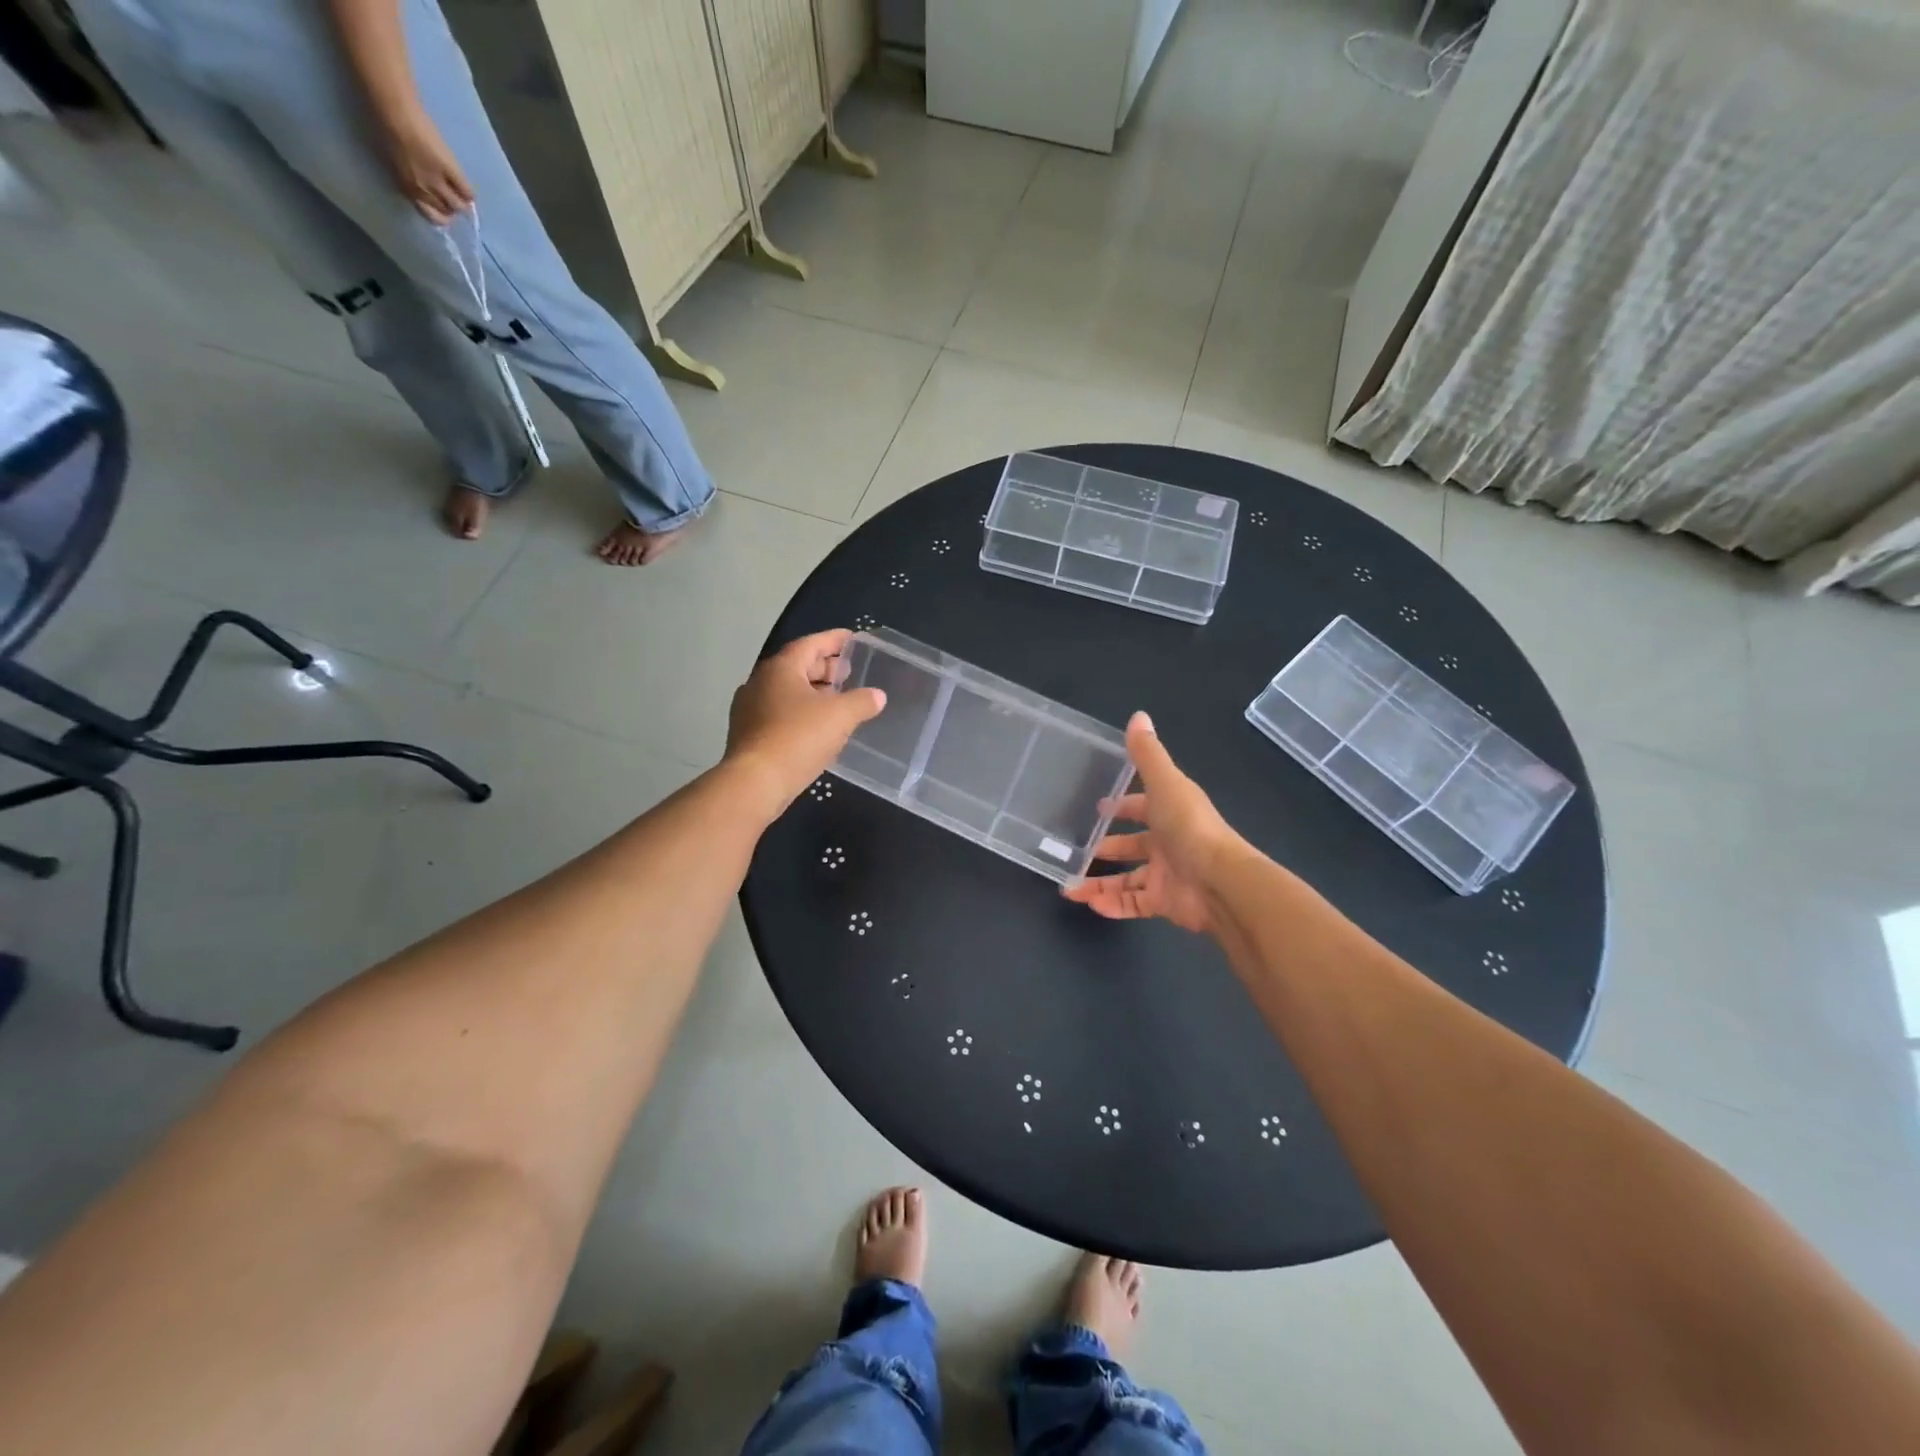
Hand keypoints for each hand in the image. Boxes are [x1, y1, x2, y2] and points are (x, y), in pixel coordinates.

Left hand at [381, 112, 473, 224]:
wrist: (393, 107)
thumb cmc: (384, 126)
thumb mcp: (392, 160)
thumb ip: (407, 177)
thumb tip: (422, 189)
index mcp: (407, 187)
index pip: (430, 215)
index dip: (437, 213)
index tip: (439, 207)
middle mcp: (423, 190)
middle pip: (447, 212)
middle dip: (450, 208)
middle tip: (451, 197)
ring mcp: (438, 181)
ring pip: (458, 206)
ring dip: (461, 202)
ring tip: (459, 192)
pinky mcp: (451, 171)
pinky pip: (468, 193)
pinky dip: (468, 193)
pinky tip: (464, 186)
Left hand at [725, 630, 885, 816]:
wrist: (755, 783)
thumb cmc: (798, 738)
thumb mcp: (840, 716)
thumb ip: (861, 701)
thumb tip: (877, 696)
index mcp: (780, 668)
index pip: (810, 644)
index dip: (834, 640)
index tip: (852, 638)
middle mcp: (760, 682)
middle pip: (797, 666)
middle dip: (824, 667)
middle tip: (848, 673)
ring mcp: (750, 709)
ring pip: (788, 691)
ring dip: (813, 692)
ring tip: (837, 700)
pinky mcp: (748, 734)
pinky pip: (780, 713)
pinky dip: (801, 712)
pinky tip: (818, 727)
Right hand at [1063, 713, 1248, 936]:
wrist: (1220, 882)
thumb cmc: (1189, 827)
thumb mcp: (1165, 783)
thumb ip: (1147, 754)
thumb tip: (1138, 716)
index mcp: (1170, 812)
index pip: (1142, 807)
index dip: (1122, 806)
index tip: (1098, 808)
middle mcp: (1168, 842)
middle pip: (1133, 846)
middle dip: (1106, 847)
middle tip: (1075, 850)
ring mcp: (1167, 875)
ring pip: (1127, 879)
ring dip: (1099, 883)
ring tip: (1069, 888)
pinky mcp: (1164, 903)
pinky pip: (1133, 904)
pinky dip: (1112, 906)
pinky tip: (1089, 904)